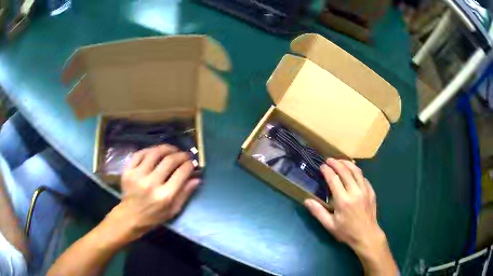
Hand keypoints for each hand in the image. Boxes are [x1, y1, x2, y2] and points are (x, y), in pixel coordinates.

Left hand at [102, 145, 200, 246]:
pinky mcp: (128, 171)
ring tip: (173, 150)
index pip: (181, 173)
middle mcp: (151, 183)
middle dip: (181, 155)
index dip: (189, 165)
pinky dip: (150, 150)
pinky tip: (156, 152)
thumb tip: (196, 178)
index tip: (193, 163)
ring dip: (167, 148)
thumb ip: (185, 194)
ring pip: (155, 153)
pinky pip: (140, 154)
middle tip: (185, 155)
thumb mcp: (173, 210)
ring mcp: (137, 175)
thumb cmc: (154, 217)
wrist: (130, 217)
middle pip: (169, 161)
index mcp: (165, 196)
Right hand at [304, 158, 397, 274]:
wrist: (367, 235)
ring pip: (356, 171)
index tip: (322, 166)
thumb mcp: (329, 225)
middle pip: (345, 171)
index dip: (327, 171)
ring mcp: (365, 190)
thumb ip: (318, 212)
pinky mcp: (371, 192)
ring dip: (347, 163)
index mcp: (343, 201)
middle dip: (336, 163)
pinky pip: (363, 177)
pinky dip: (357, 172)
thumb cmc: (347, 232)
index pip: (334, 179)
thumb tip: (307, 200)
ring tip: (340, 161)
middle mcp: (355, 192)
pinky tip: (353, 172)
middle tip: (329, 160)